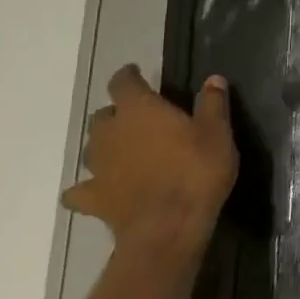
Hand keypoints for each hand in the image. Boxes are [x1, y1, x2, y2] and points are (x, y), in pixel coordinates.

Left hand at [62, 65, 237, 262]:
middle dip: (118, 113)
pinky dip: (89, 186)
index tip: (136, 73)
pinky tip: (101, 189)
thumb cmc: (196, 171)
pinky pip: (81, 189)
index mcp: (140, 110)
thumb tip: (213, 79)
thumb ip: (212, 104)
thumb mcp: (217, 132)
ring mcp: (97, 167)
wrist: (168, 226)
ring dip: (106, 145)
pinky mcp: (93, 198)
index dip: (129, 76)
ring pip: (92, 147)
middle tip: (141, 118)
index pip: (123, 83)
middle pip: (103, 115)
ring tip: (125, 151)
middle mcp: (110, 133)